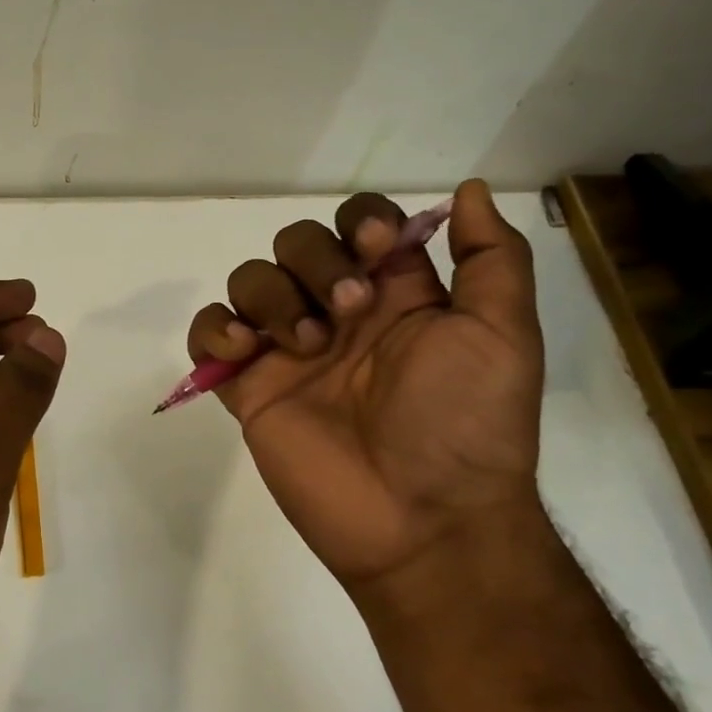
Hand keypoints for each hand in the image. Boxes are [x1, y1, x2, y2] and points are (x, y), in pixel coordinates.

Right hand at [186, 179, 543, 591]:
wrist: (421, 522)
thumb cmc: (465, 424)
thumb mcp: (503, 335)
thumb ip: (491, 259)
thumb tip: (466, 189)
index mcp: (395, 294)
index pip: (360, 224)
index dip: (361, 222)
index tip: (375, 249)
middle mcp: (337, 312)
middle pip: (296, 241)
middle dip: (314, 260)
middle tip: (346, 311)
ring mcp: (287, 349)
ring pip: (251, 278)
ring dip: (272, 296)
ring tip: (304, 345)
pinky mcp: (248, 385)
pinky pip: (208, 332)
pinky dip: (215, 328)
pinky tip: (245, 351)